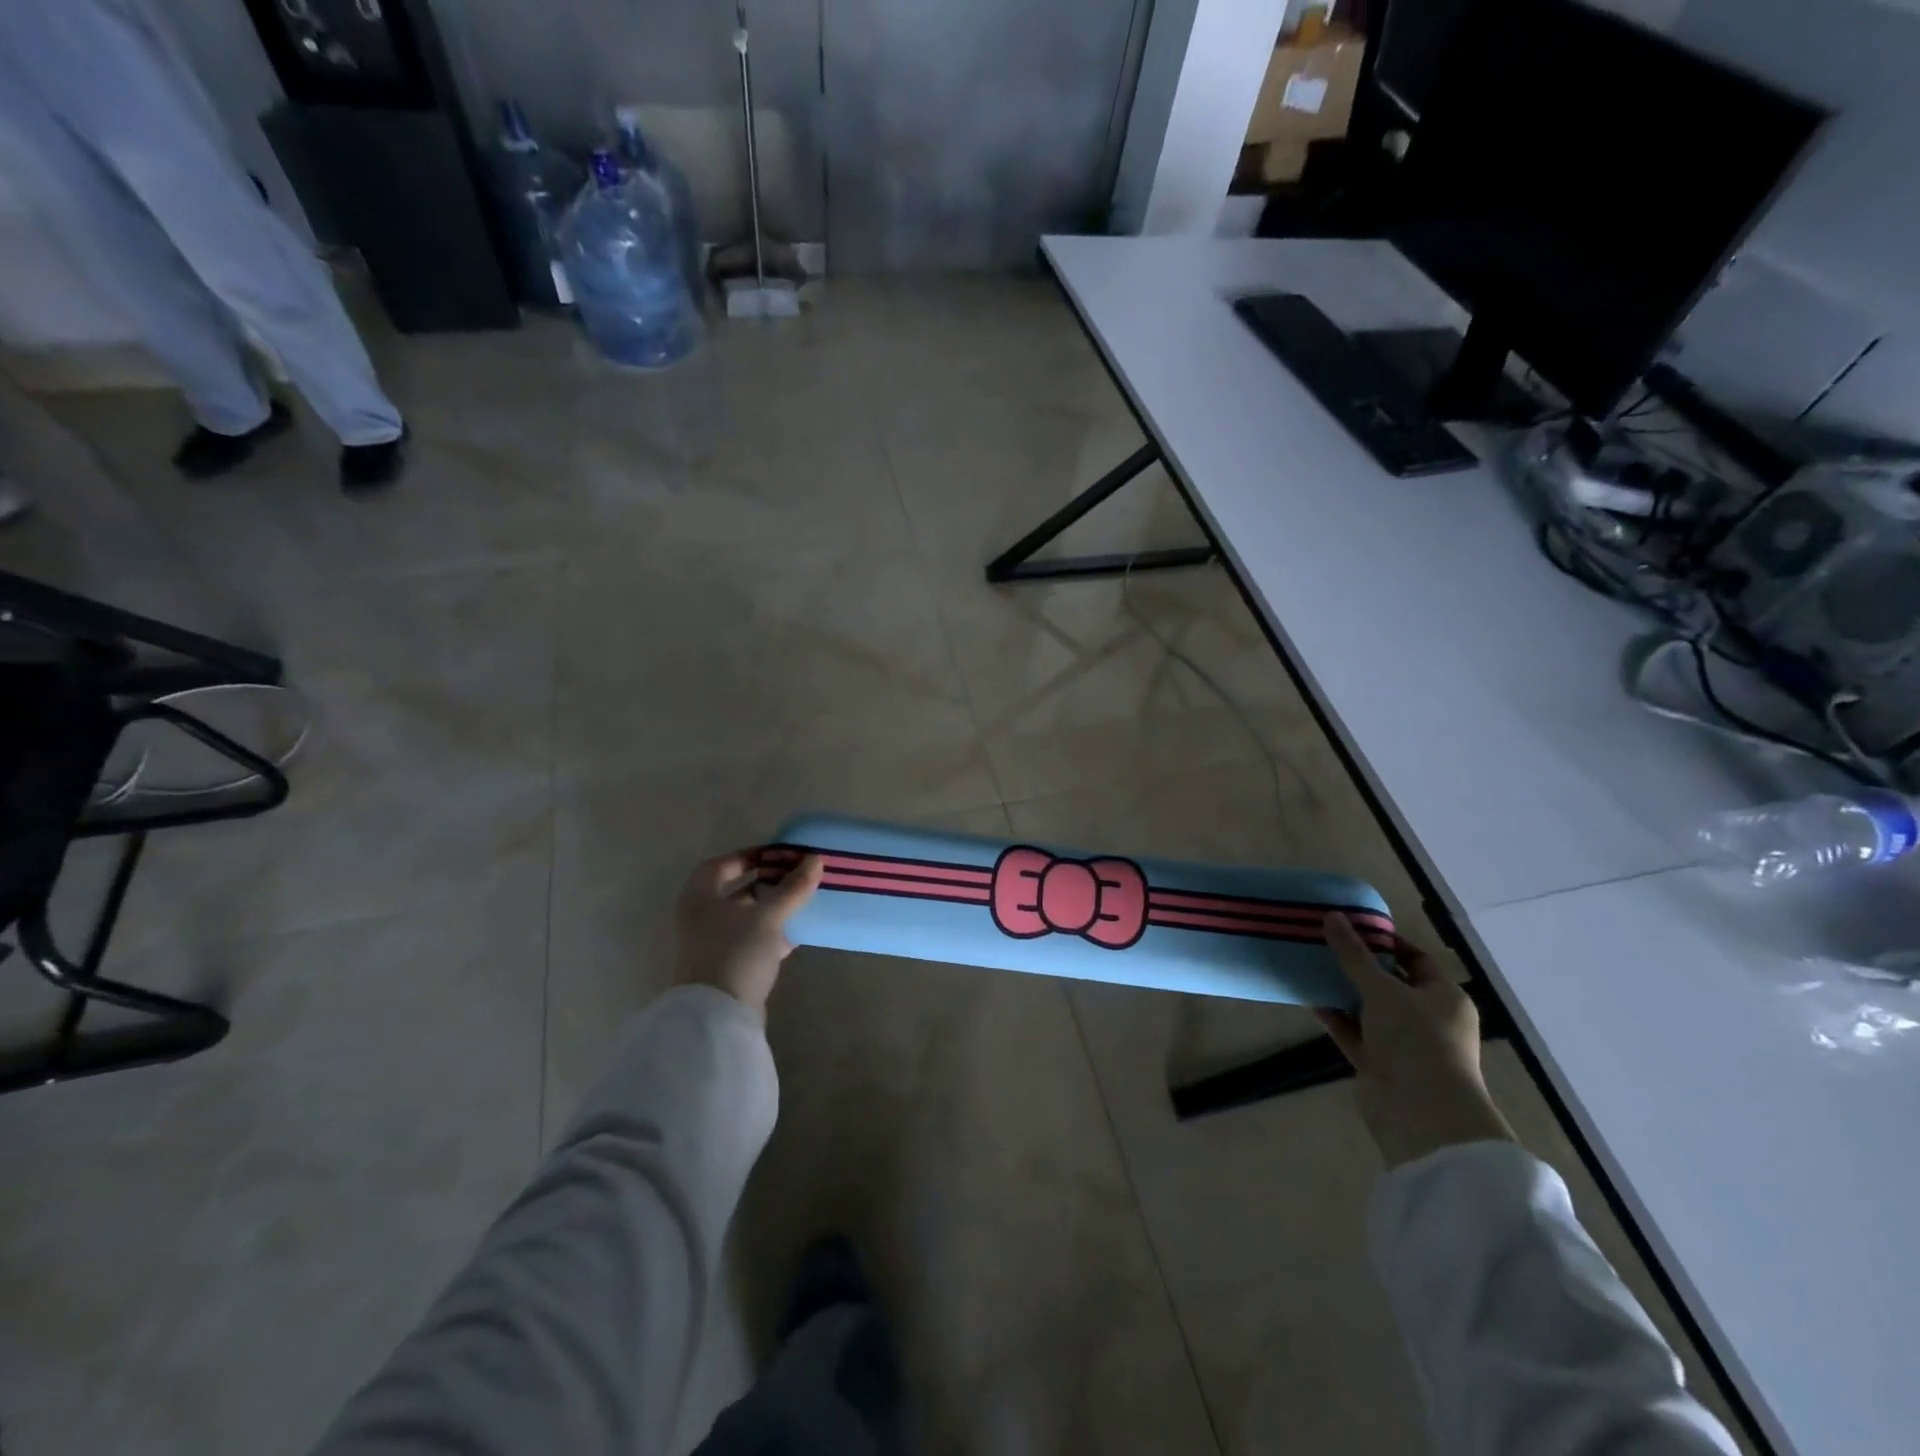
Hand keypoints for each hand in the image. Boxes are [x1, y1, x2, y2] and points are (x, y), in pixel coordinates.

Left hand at [674, 851, 824, 1014]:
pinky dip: (772, 933)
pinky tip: (797, 933)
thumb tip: (815, 859)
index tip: (780, 856)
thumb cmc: (735, 952)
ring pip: (746, 917)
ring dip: (773, 908)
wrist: (718, 1016)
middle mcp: (701, 917)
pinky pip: (752, 940)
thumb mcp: (768, 915)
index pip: (722, 865)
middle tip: (797, 877)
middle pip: (736, 890)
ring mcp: (712, 944)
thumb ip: (792, 887)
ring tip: (803, 901)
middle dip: (767, 883)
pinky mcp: (727, 966)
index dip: (750, 856)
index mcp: (700, 897)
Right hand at [1317, 913, 1514, 1168]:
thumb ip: (1354, 954)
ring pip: (1369, 1010)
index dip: (1385, 942)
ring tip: (1310, 966)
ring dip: (1343, 992)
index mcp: (1444, 997)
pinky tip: (1310, 998)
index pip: (1415, 959)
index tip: (1351, 927)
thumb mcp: (1382, 989)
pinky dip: (1336, 1018)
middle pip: (1390, 984)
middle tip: (1324, 943)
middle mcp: (1428, 1019)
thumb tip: (1332, 916)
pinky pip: (1354, 1033)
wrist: (1421, 1113)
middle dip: (1358, 966)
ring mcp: (1403, 1044)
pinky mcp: (1380, 1065)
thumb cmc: (1415, 1040)